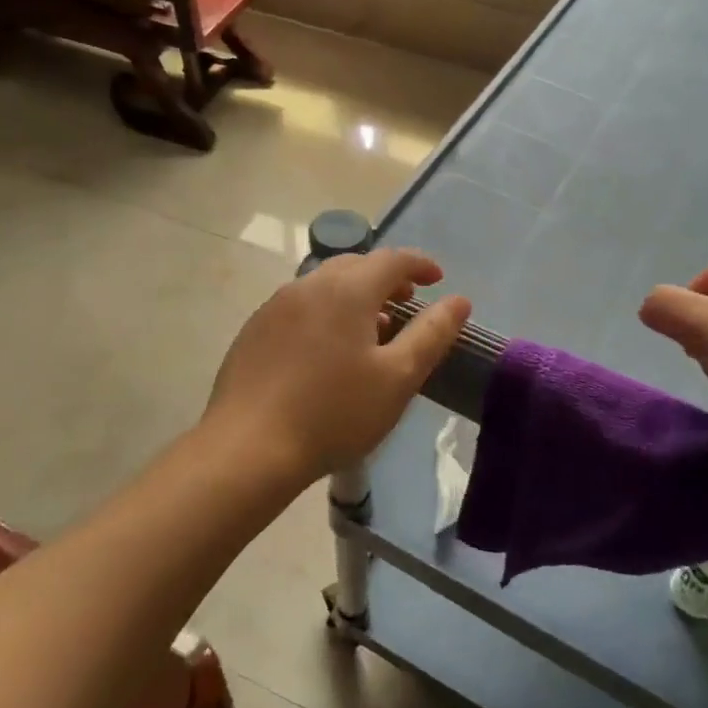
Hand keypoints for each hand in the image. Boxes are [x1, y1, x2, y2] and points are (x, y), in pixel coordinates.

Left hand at [207, 248, 471, 482]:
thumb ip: (432, 334)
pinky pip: (298, 308)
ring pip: (324, 286)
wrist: (249, 447)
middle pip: (355, 266)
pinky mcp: (253, 331)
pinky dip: (323, 314)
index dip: (420, 264)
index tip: (437, 280)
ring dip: (353, 297)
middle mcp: (307, 286)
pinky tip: (325, 352)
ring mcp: (274, 307)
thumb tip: (458, 301)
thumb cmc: (334, 413)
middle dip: (386, 279)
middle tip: (405, 304)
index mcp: (346, 290)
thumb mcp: (397, 378)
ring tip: (369, 331)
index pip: (392, 259)